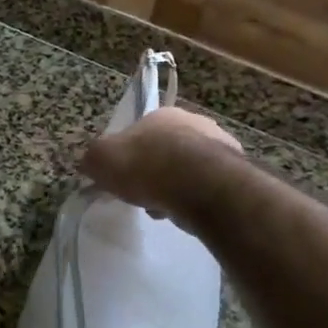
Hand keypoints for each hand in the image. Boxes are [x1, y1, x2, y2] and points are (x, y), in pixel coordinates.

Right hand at [80, 106, 242, 221]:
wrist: (200, 184)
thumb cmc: (146, 165)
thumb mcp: (102, 160)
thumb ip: (93, 159)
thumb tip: (89, 164)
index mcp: (162, 115)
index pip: (142, 133)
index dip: (131, 157)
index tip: (125, 180)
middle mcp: (195, 123)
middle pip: (168, 151)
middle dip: (157, 173)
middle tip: (146, 196)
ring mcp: (221, 146)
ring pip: (192, 170)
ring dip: (179, 187)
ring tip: (168, 210)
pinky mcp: (239, 172)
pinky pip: (211, 187)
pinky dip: (199, 199)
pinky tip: (190, 213)